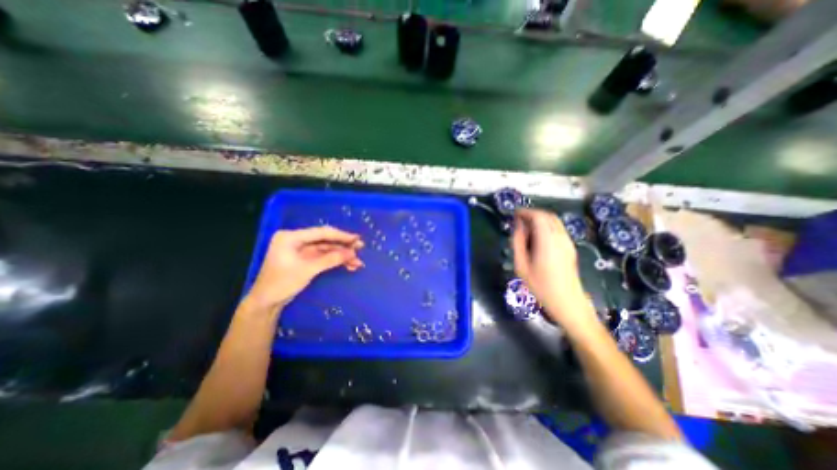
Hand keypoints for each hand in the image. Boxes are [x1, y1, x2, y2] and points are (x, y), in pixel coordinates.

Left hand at [245, 225, 363, 312]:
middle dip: (343, 246)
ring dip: (342, 256)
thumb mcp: (307, 270)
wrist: (265, 303)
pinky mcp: (305, 259)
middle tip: (360, 248)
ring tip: (357, 262)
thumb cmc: (281, 283)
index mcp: (291, 237)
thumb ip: (330, 259)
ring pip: (327, 250)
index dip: (341, 235)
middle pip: (325, 240)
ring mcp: (301, 250)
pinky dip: (336, 261)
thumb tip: (352, 253)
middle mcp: (297, 240)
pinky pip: (324, 257)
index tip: (356, 238)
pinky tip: (348, 266)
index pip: (321, 233)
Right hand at [511, 207, 594, 331]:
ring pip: (554, 221)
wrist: (568, 303)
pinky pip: (558, 229)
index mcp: (547, 240)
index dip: (525, 212)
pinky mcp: (570, 247)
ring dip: (540, 220)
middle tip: (519, 222)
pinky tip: (537, 239)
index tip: (514, 214)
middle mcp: (560, 237)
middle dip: (532, 214)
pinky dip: (546, 227)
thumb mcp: (521, 265)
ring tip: (526, 230)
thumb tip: (518, 226)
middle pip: (548, 215)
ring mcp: (568, 242)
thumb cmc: (541, 286)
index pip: (538, 216)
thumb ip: (518, 242)